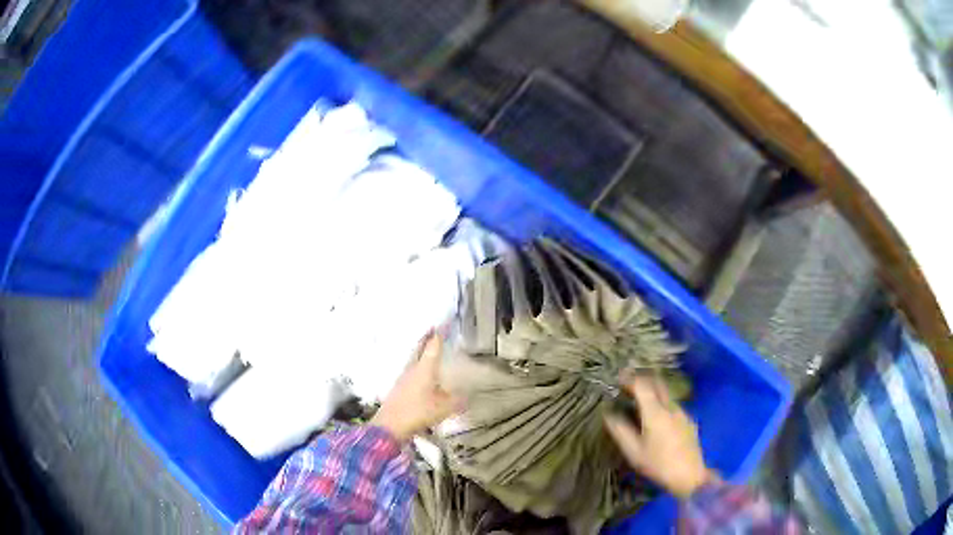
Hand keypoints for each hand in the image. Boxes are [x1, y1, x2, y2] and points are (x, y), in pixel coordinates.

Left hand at [371, 331, 461, 441]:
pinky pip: (410, 370)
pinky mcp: (399, 388)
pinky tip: (422, 373)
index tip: (444, 323)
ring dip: (421, 351)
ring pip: (414, 359)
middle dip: (427, 338)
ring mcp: (403, 378)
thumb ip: (457, 401)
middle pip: (419, 349)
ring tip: (428, 348)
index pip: (433, 346)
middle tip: (433, 329)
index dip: (439, 334)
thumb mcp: (444, 408)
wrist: (390, 425)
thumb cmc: (418, 412)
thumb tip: (468, 397)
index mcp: (425, 368)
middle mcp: (412, 368)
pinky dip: (418, 365)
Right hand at [604, 375, 712, 498]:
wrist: (689, 475)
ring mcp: (682, 413)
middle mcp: (670, 407)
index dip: (630, 379)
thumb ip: (620, 431)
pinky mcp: (689, 421)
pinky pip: (673, 406)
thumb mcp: (634, 452)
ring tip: (641, 401)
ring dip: (653, 391)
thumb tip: (608, 415)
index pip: (642, 386)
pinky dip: (662, 403)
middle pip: (657, 384)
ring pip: (666, 394)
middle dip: (643, 380)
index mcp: (655, 412)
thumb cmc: (658, 464)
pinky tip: (658, 417)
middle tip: (629, 385)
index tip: (618, 379)